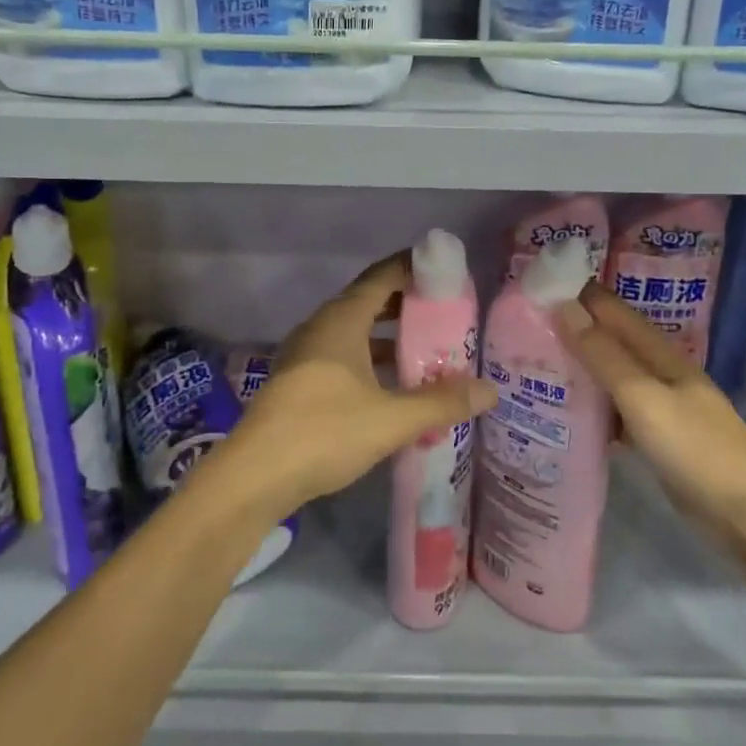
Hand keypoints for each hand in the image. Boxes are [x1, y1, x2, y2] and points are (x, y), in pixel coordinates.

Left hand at [217, 253, 498, 519]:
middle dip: (407, 305)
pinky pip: (343, 358)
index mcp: (341, 320)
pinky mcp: (299, 383)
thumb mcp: (391, 419)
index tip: (446, 270)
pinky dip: (371, 362)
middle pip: (369, 302)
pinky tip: (393, 388)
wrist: (254, 477)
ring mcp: (305, 356)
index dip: (413, 268)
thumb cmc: (324, 432)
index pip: (382, 277)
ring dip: (390, 338)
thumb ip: (442, 402)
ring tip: (429, 350)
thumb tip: (491, 391)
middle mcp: (321, 328)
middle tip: (447, 314)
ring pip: (355, 333)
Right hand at [555, 283, 745, 548]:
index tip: (533, 288)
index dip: (578, 295)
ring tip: (530, 366)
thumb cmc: (698, 448)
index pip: (612, 311)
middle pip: (609, 343)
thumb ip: (604, 355)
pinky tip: (563, 414)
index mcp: (660, 354)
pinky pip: (614, 413)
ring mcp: (659, 407)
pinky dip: (591, 408)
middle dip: (571, 331)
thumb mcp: (644, 397)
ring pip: (610, 378)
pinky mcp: (656, 439)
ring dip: (578, 370)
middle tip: (519, 328)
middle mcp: (659, 373)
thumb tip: (564, 306)